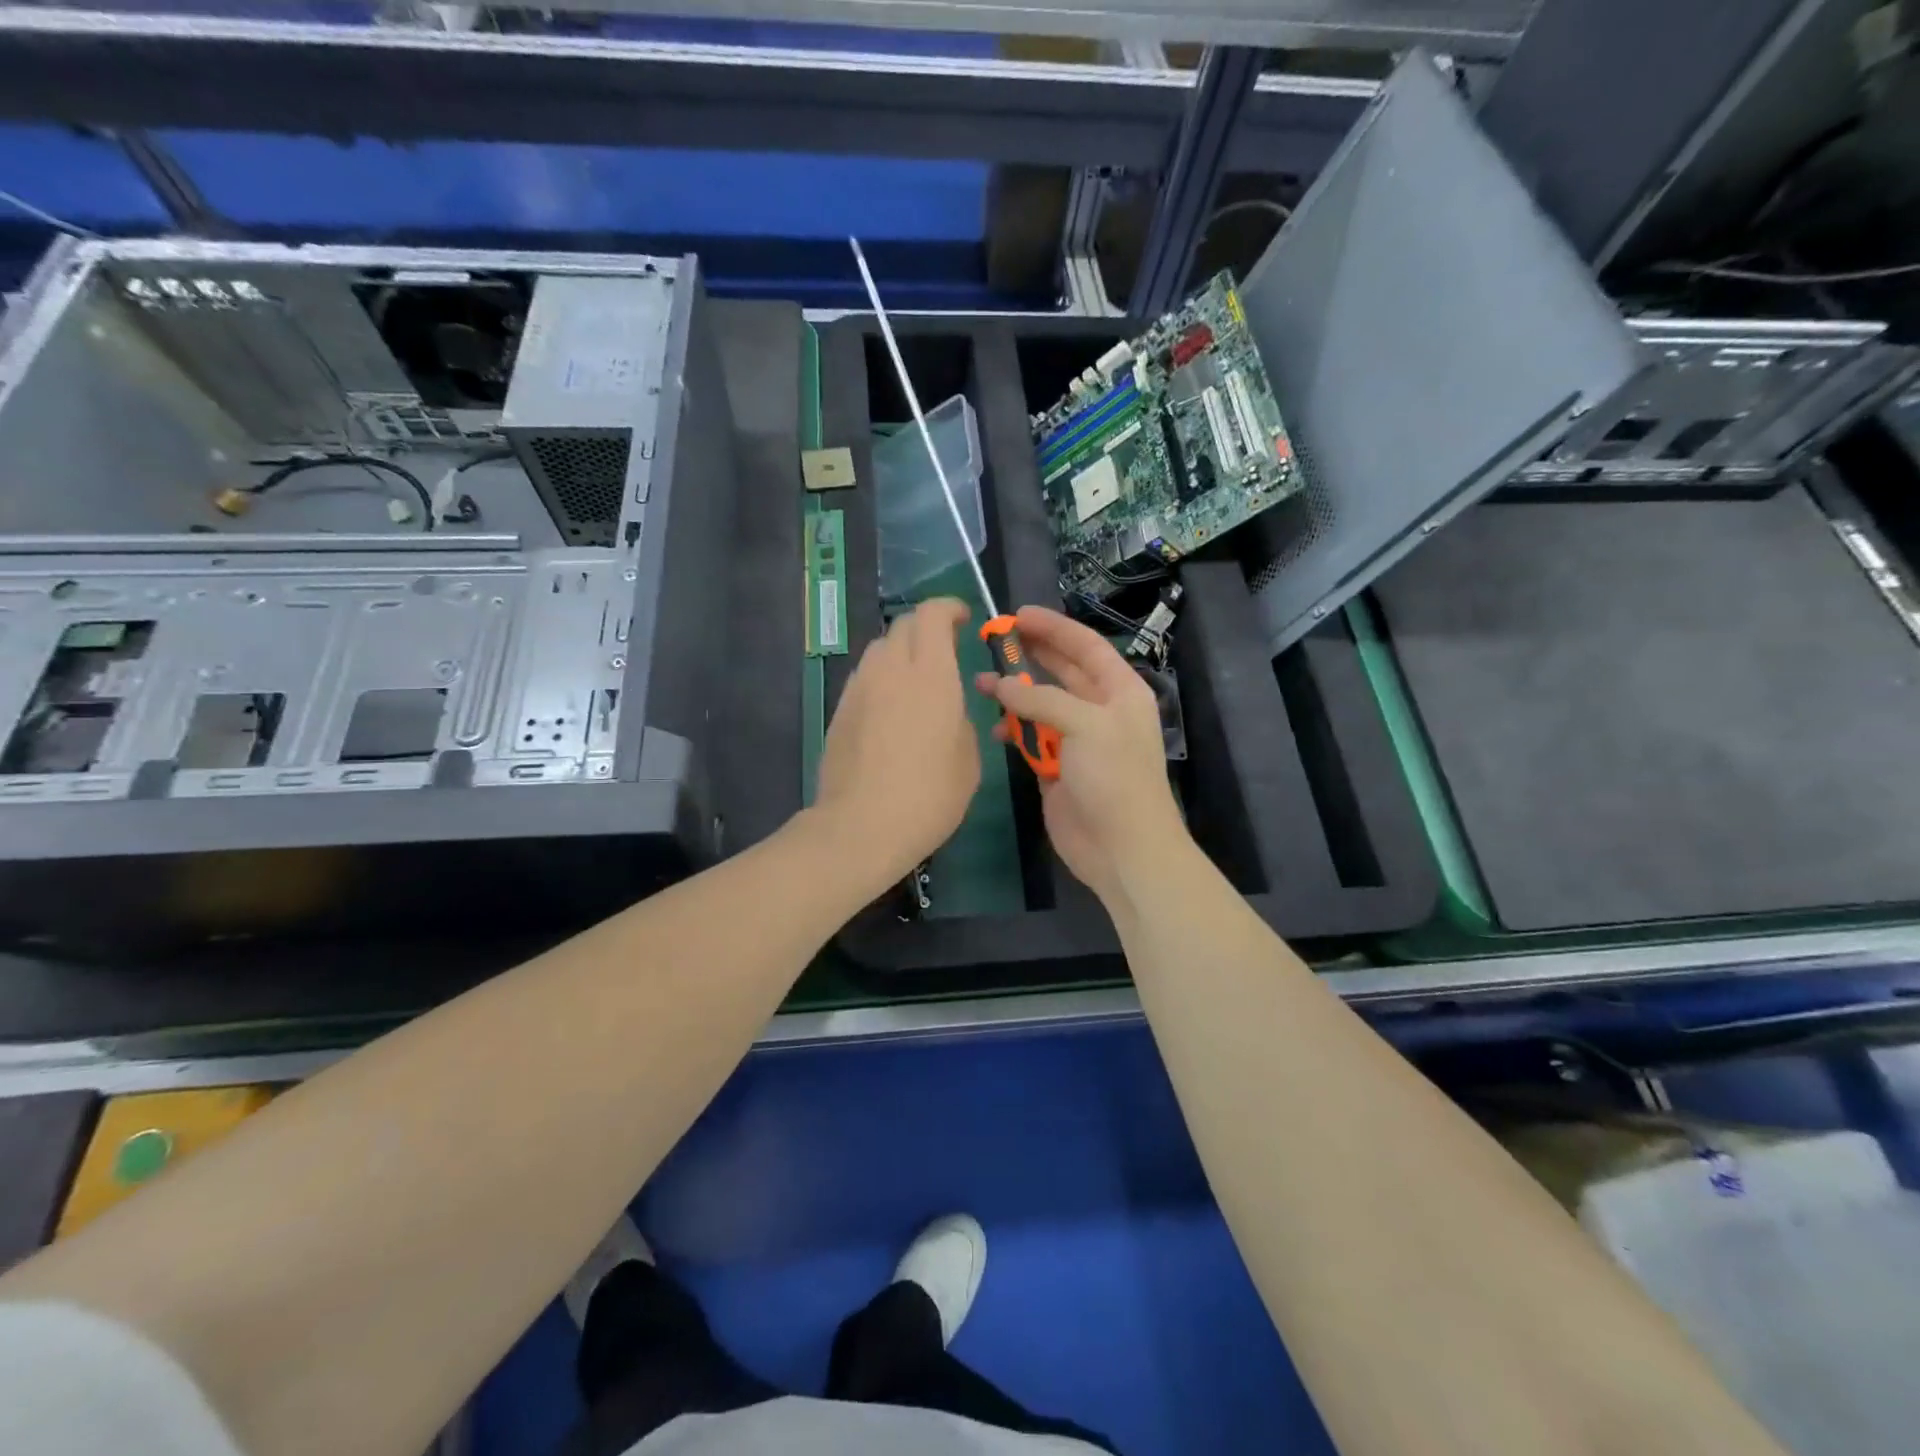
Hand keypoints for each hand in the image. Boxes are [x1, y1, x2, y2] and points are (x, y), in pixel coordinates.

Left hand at [814, 597, 980, 890]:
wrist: (861, 826)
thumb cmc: (929, 796)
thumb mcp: (968, 761)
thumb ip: (961, 721)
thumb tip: (948, 711)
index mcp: (932, 676)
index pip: (932, 615)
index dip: (948, 607)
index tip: (962, 618)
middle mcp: (891, 670)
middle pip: (903, 625)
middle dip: (926, 627)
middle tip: (944, 648)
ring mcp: (860, 688)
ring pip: (879, 649)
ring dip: (900, 651)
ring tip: (916, 678)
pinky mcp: (840, 710)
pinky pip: (864, 677)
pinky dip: (881, 677)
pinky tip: (890, 708)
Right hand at [975, 605, 1185, 906]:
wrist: (1122, 848)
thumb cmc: (1114, 778)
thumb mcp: (1085, 726)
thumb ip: (1041, 700)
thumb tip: (1000, 685)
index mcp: (1120, 691)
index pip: (1086, 647)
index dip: (1054, 628)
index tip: (1019, 614)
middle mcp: (1100, 710)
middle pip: (1062, 671)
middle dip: (1030, 655)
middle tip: (993, 639)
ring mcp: (1077, 740)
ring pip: (1041, 705)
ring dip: (1015, 694)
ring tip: (982, 682)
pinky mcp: (1056, 767)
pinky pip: (1031, 738)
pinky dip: (1013, 730)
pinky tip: (994, 726)